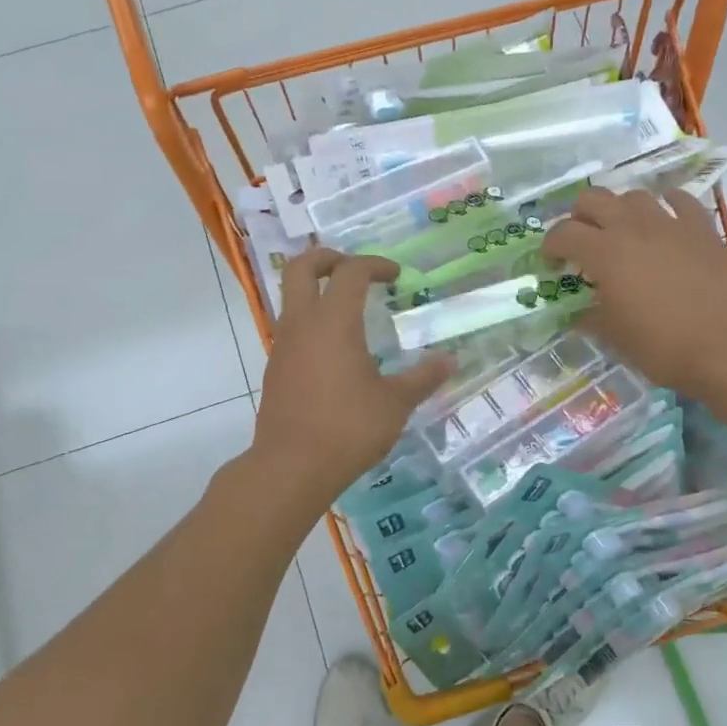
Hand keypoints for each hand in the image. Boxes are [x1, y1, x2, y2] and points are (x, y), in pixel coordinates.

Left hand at [251, 249, 454, 510]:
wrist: (291, 467)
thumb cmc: (348, 428)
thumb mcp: (395, 403)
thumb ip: (423, 377)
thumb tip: (451, 360)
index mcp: (334, 321)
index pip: (351, 271)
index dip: (375, 264)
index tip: (396, 276)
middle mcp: (302, 323)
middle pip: (301, 267)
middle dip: (327, 257)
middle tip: (354, 268)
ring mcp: (283, 346)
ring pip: (291, 297)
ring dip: (317, 290)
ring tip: (350, 311)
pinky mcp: (276, 369)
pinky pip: (292, 328)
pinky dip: (312, 321)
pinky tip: (336, 351)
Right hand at [542, 187, 726, 397]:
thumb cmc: (664, 347)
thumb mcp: (615, 338)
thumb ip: (590, 317)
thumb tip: (577, 312)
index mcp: (605, 253)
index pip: (563, 233)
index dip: (550, 246)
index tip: (551, 264)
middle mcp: (633, 227)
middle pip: (593, 199)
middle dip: (579, 217)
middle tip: (581, 243)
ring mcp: (671, 223)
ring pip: (634, 196)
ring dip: (620, 210)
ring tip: (621, 233)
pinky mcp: (703, 229)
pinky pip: (680, 201)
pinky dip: (666, 206)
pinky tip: (665, 222)